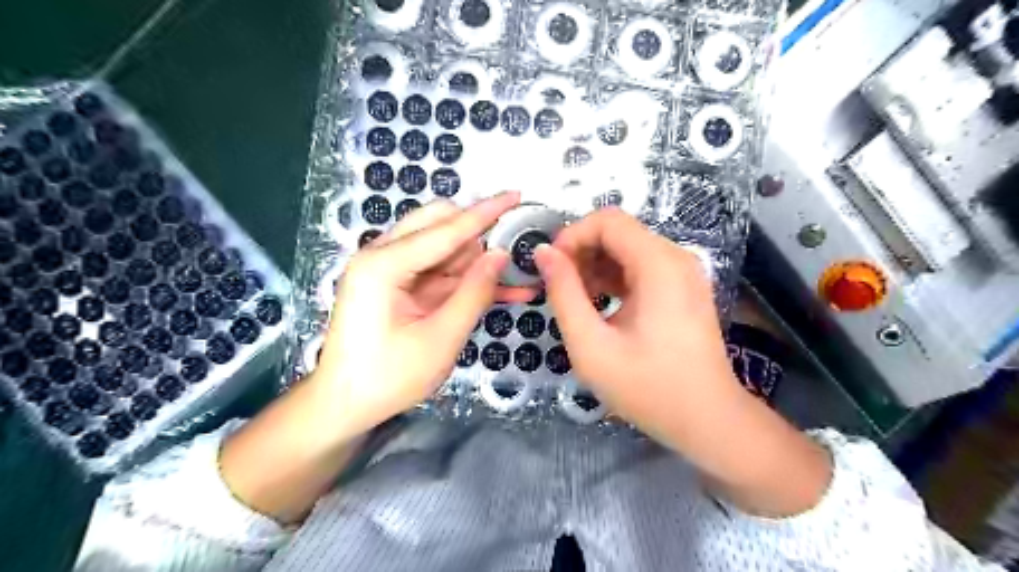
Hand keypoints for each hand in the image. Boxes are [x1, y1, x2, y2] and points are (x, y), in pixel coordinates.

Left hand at [317, 190, 533, 431]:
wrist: (344, 406)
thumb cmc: (388, 378)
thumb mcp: (440, 338)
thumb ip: (474, 292)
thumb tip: (501, 254)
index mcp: (384, 264)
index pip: (446, 229)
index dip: (485, 212)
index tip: (516, 194)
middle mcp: (382, 256)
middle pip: (439, 225)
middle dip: (480, 235)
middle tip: (517, 250)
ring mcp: (390, 270)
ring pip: (444, 249)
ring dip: (479, 261)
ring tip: (518, 276)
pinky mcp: (399, 286)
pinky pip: (440, 273)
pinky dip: (468, 280)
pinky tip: (503, 290)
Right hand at [530, 205, 736, 433]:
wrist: (708, 420)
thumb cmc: (648, 388)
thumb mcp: (591, 345)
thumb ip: (563, 294)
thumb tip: (543, 253)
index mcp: (659, 265)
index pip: (607, 220)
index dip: (572, 236)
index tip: (550, 268)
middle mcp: (675, 258)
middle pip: (618, 231)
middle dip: (581, 252)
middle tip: (559, 288)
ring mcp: (682, 273)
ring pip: (627, 248)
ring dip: (595, 266)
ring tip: (577, 301)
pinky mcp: (682, 288)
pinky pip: (640, 267)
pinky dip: (614, 278)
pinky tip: (600, 306)